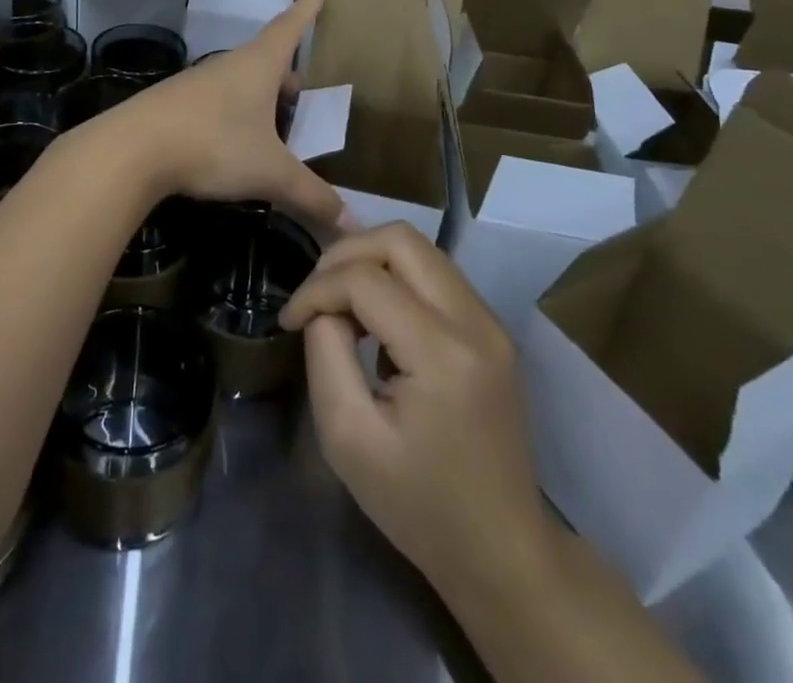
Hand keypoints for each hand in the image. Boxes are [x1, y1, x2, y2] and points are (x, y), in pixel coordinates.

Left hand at [83, 0, 343, 231]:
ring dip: (259, 96)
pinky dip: (235, 114)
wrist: (132, 149)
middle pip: (265, 59)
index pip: (289, 28)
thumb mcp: (270, 173)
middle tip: (304, 91)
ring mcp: (198, 83)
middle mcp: (228, 66)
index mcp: (258, 66)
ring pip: (239, 81)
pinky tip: (234, 143)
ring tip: (275, 124)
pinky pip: (217, 101)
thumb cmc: (213, 144)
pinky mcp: (176, 104)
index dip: (306, 13)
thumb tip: (353, 224)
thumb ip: (312, 196)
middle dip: (287, 71)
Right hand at [281, 223, 554, 599]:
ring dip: (372, 262)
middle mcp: (475, 322)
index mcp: (443, 354)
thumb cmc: (420, 506)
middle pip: (400, 238)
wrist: (503, 552)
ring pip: (420, 248)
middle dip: (345, 254)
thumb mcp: (348, 439)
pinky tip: (378, 321)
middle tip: (316, 295)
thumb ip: (326, 355)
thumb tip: (323, 308)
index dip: (316, 289)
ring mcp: (490, 323)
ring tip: (342, 305)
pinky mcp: (492, 330)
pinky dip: (397, 278)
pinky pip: (436, 274)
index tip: (289, 320)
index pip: (365, 279)